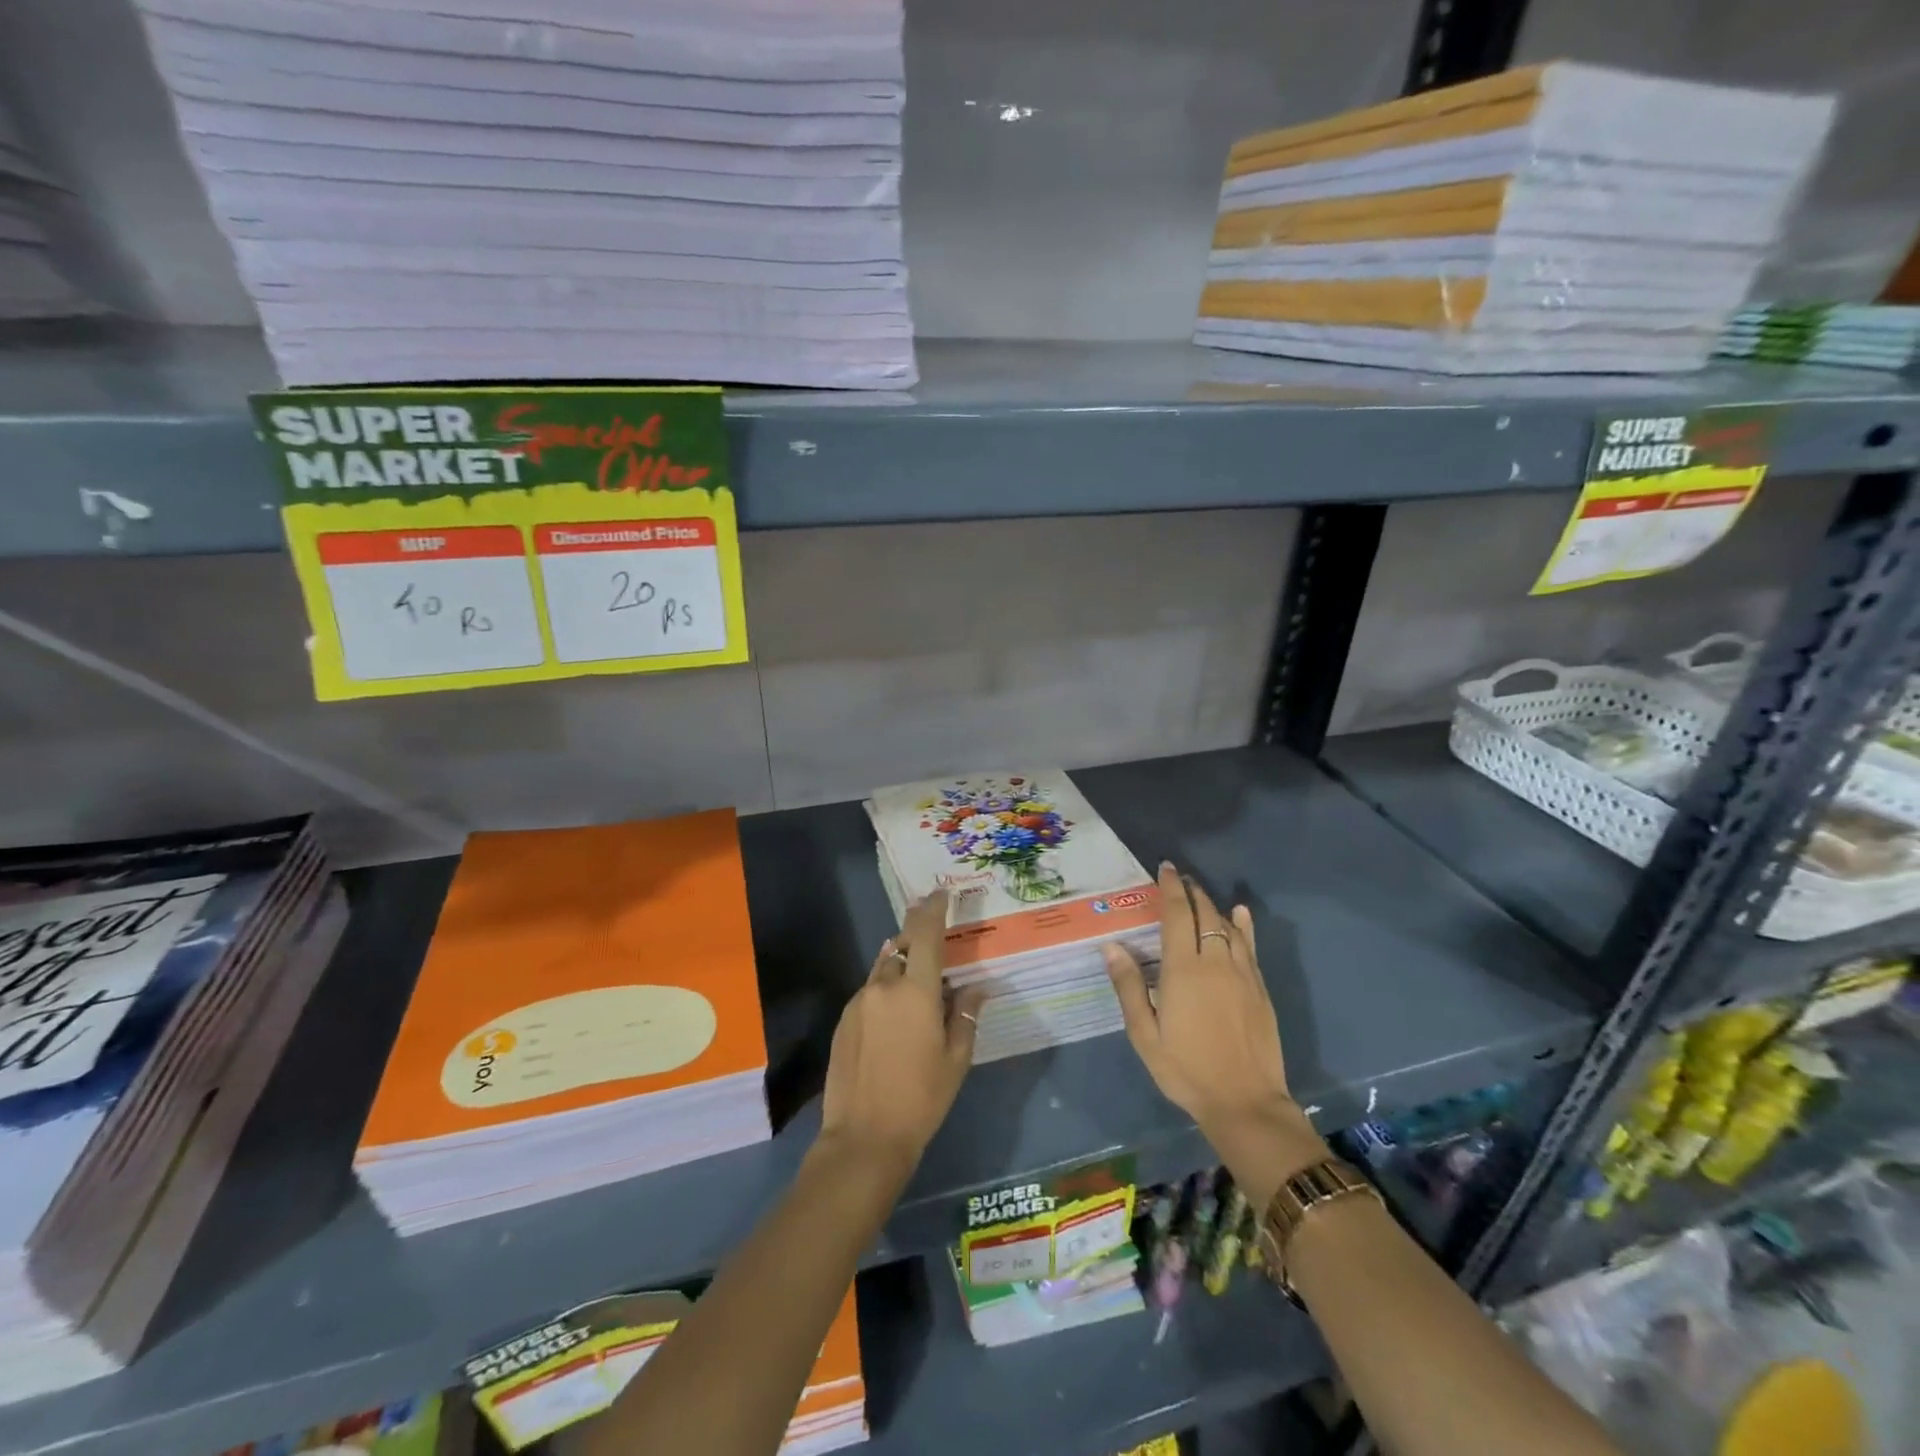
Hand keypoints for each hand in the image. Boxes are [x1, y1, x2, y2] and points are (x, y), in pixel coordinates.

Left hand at [818, 890, 986, 1172]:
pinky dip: (886, 989)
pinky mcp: (844, 1019)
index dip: (933, 909)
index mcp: (916, 991)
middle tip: (934, 933)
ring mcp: (859, 1001)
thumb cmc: (921, 1099)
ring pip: (883, 968)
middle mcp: (884, 986)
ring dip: (901, 963)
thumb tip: (976, 987)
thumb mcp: (955, 1059)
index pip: (925, 934)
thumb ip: (965, 1015)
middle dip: (917, 934)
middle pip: (901, 945)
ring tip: (919, 979)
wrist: (863, 1138)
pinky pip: (870, 990)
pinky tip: (896, 1013)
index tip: (940, 893)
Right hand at [1104, 863, 1325, 1207]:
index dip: (1171, 889)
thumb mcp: (1145, 1034)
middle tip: (1180, 878)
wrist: (1245, 1102)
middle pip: (1204, 914)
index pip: (1177, 915)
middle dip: (1191, 891)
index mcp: (1183, 970)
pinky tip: (1241, 914)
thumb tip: (1112, 946)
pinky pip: (1250, 947)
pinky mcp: (1260, 989)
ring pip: (1228, 926)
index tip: (1165, 868)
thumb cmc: (1186, 1070)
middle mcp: (1215, 962)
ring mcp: (1242, 974)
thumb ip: (1129, 987)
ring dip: (1213, 906)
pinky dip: (1244, 926)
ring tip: (1200, 894)